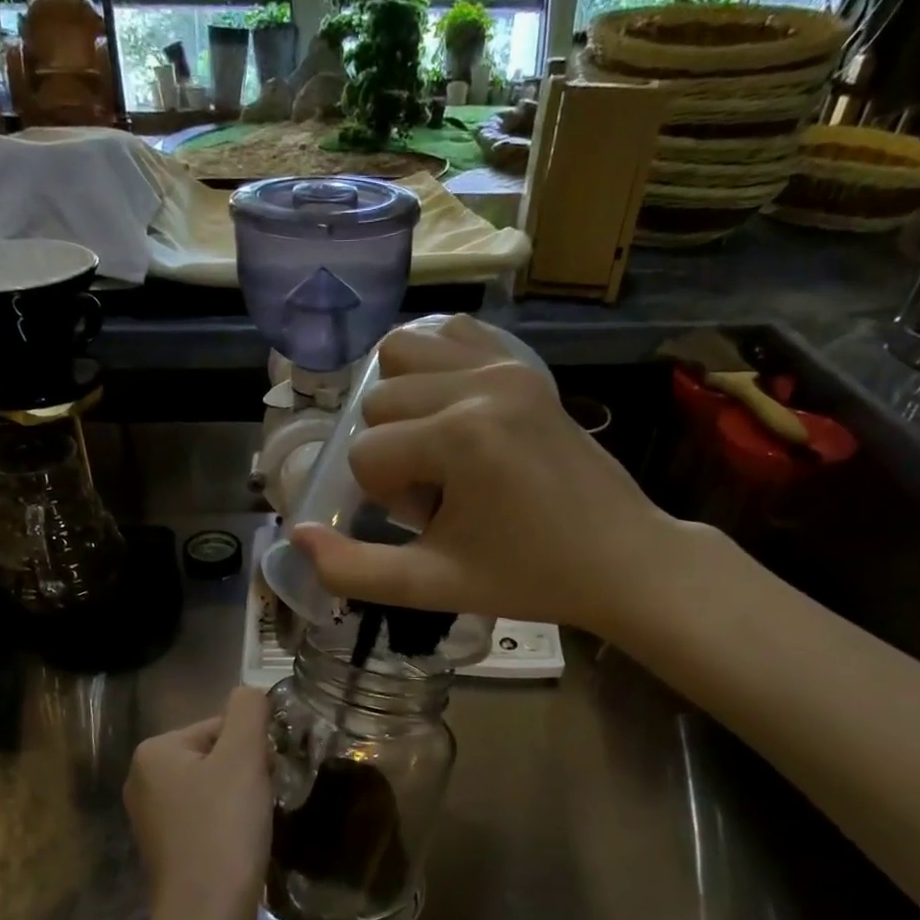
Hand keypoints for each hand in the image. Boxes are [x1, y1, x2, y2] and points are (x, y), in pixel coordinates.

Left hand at [124, 686, 272, 919]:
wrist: (206, 917)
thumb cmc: (224, 829)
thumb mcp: (243, 757)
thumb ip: (249, 710)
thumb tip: (250, 691)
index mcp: (154, 751)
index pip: (221, 725)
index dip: (252, 748)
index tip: (263, 779)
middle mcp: (142, 779)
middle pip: (216, 754)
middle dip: (246, 772)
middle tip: (261, 802)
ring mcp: (150, 817)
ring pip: (214, 786)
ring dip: (241, 798)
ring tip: (252, 825)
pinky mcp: (165, 848)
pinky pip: (205, 817)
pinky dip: (228, 824)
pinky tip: (239, 844)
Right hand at [289, 315, 694, 636]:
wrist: (622, 559)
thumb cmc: (528, 577)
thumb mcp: (432, 585)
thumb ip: (354, 570)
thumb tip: (297, 537)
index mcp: (459, 435)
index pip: (366, 452)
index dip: (384, 495)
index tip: (431, 523)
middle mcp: (480, 383)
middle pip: (378, 401)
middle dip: (394, 454)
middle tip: (439, 496)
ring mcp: (507, 364)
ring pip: (403, 354)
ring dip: (404, 406)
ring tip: (442, 452)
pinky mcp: (525, 364)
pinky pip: (452, 334)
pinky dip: (434, 366)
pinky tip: (454, 413)